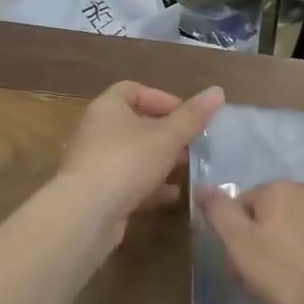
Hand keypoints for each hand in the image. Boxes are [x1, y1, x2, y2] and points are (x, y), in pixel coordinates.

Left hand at [56, 81, 224, 231]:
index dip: (161, 97)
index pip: (133, 89)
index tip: (186, 114)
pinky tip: (174, 194)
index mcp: (108, 108)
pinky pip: (129, 181)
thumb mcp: (167, 136)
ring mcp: (96, 163)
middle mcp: (98, 131)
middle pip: (135, 123)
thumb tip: (218, 91)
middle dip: (167, 132)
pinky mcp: (99, 192)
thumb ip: (193, 116)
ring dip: (161, 160)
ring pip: (134, 155)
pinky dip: (151, 185)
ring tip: (189, 167)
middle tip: (193, 143)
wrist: (86, 214)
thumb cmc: (127, 162)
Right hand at [198, 179, 303, 303]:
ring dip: (292, 246)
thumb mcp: (242, 246)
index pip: (241, 205)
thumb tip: (202, 187)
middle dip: (265, 239)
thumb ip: (219, 214)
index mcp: (277, 189)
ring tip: (295, 282)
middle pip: (272, 213)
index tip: (242, 266)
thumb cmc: (292, 273)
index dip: (237, 237)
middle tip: (266, 278)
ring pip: (300, 224)